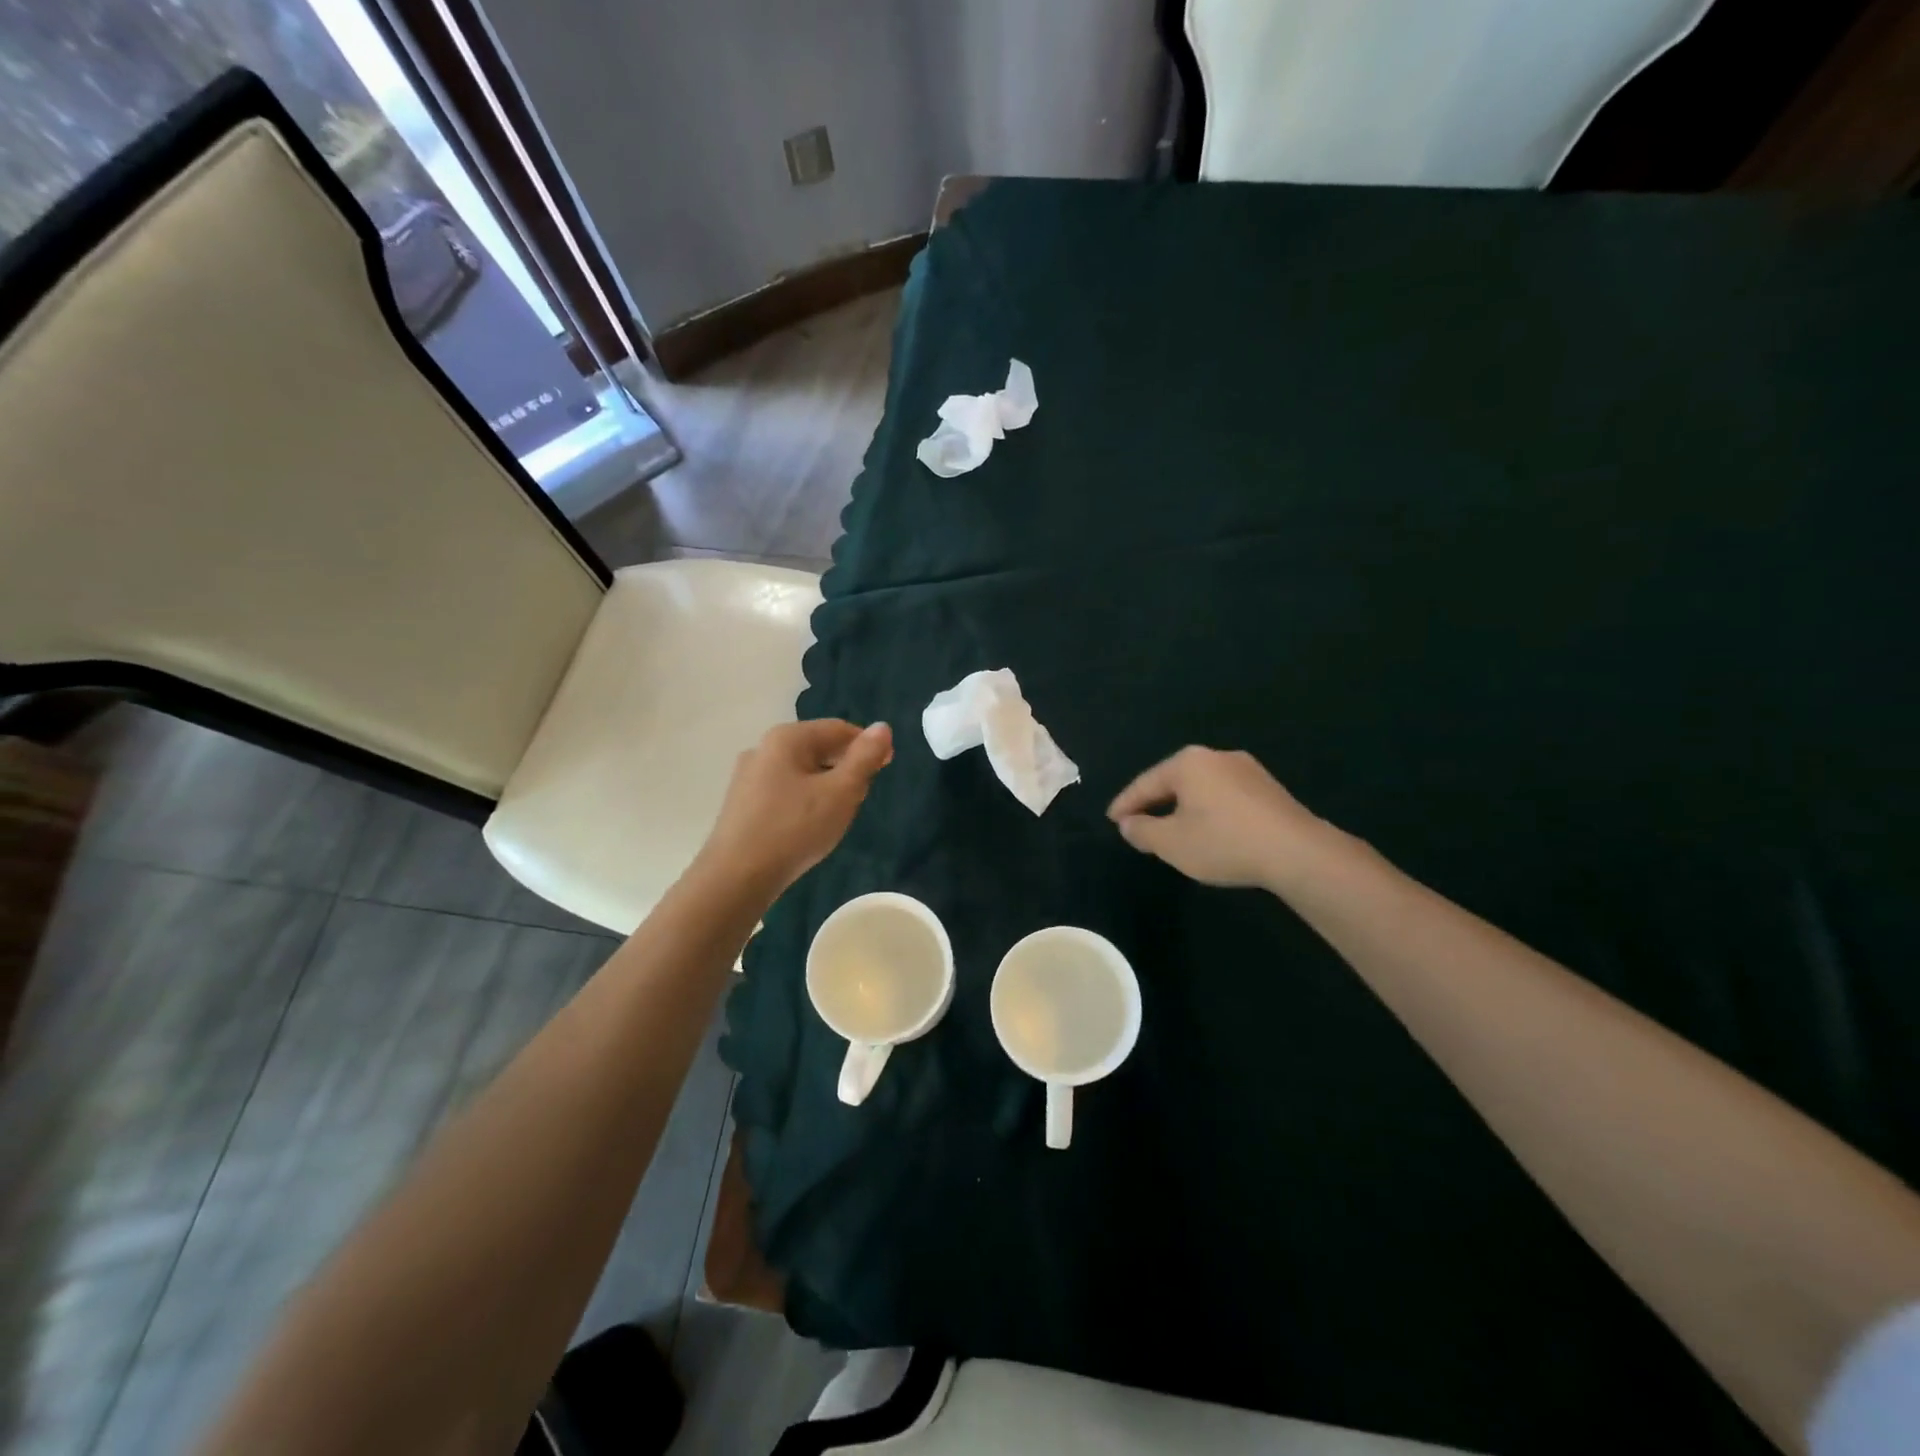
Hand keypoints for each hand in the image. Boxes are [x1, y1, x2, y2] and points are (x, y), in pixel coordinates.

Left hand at [696, 719, 893, 896]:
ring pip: (801, 771)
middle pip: (818, 747)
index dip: (868, 744)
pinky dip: (805, 799)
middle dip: (846, 766)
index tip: (887, 767)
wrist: (736, 877)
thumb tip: (882, 727)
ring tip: (838, 814)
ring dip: (826, 785)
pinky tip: (809, 825)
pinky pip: (784, 790)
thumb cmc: (795, 828)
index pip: (838, 729)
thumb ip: (864, 758)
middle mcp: (763, 748)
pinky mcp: (741, 803)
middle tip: (862, 796)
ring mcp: (748, 776)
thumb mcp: (841, 792)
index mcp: (787, 738)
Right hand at [1107, 746, 1337, 890]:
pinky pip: (1224, 795)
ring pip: (1200, 788)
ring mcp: (1246, 769)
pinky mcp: (1267, 788)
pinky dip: (1208, 810)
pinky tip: (1207, 830)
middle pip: (1174, 781)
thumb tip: (1128, 824)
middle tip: (1137, 824)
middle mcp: (1216, 756)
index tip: (1112, 820)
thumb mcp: (1172, 843)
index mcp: (1188, 763)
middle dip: (1154, 803)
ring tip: (1170, 829)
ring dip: (1182, 808)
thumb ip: (1142, 831)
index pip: (1145, 783)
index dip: (1126, 804)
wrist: (1297, 852)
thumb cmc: (1224, 842)